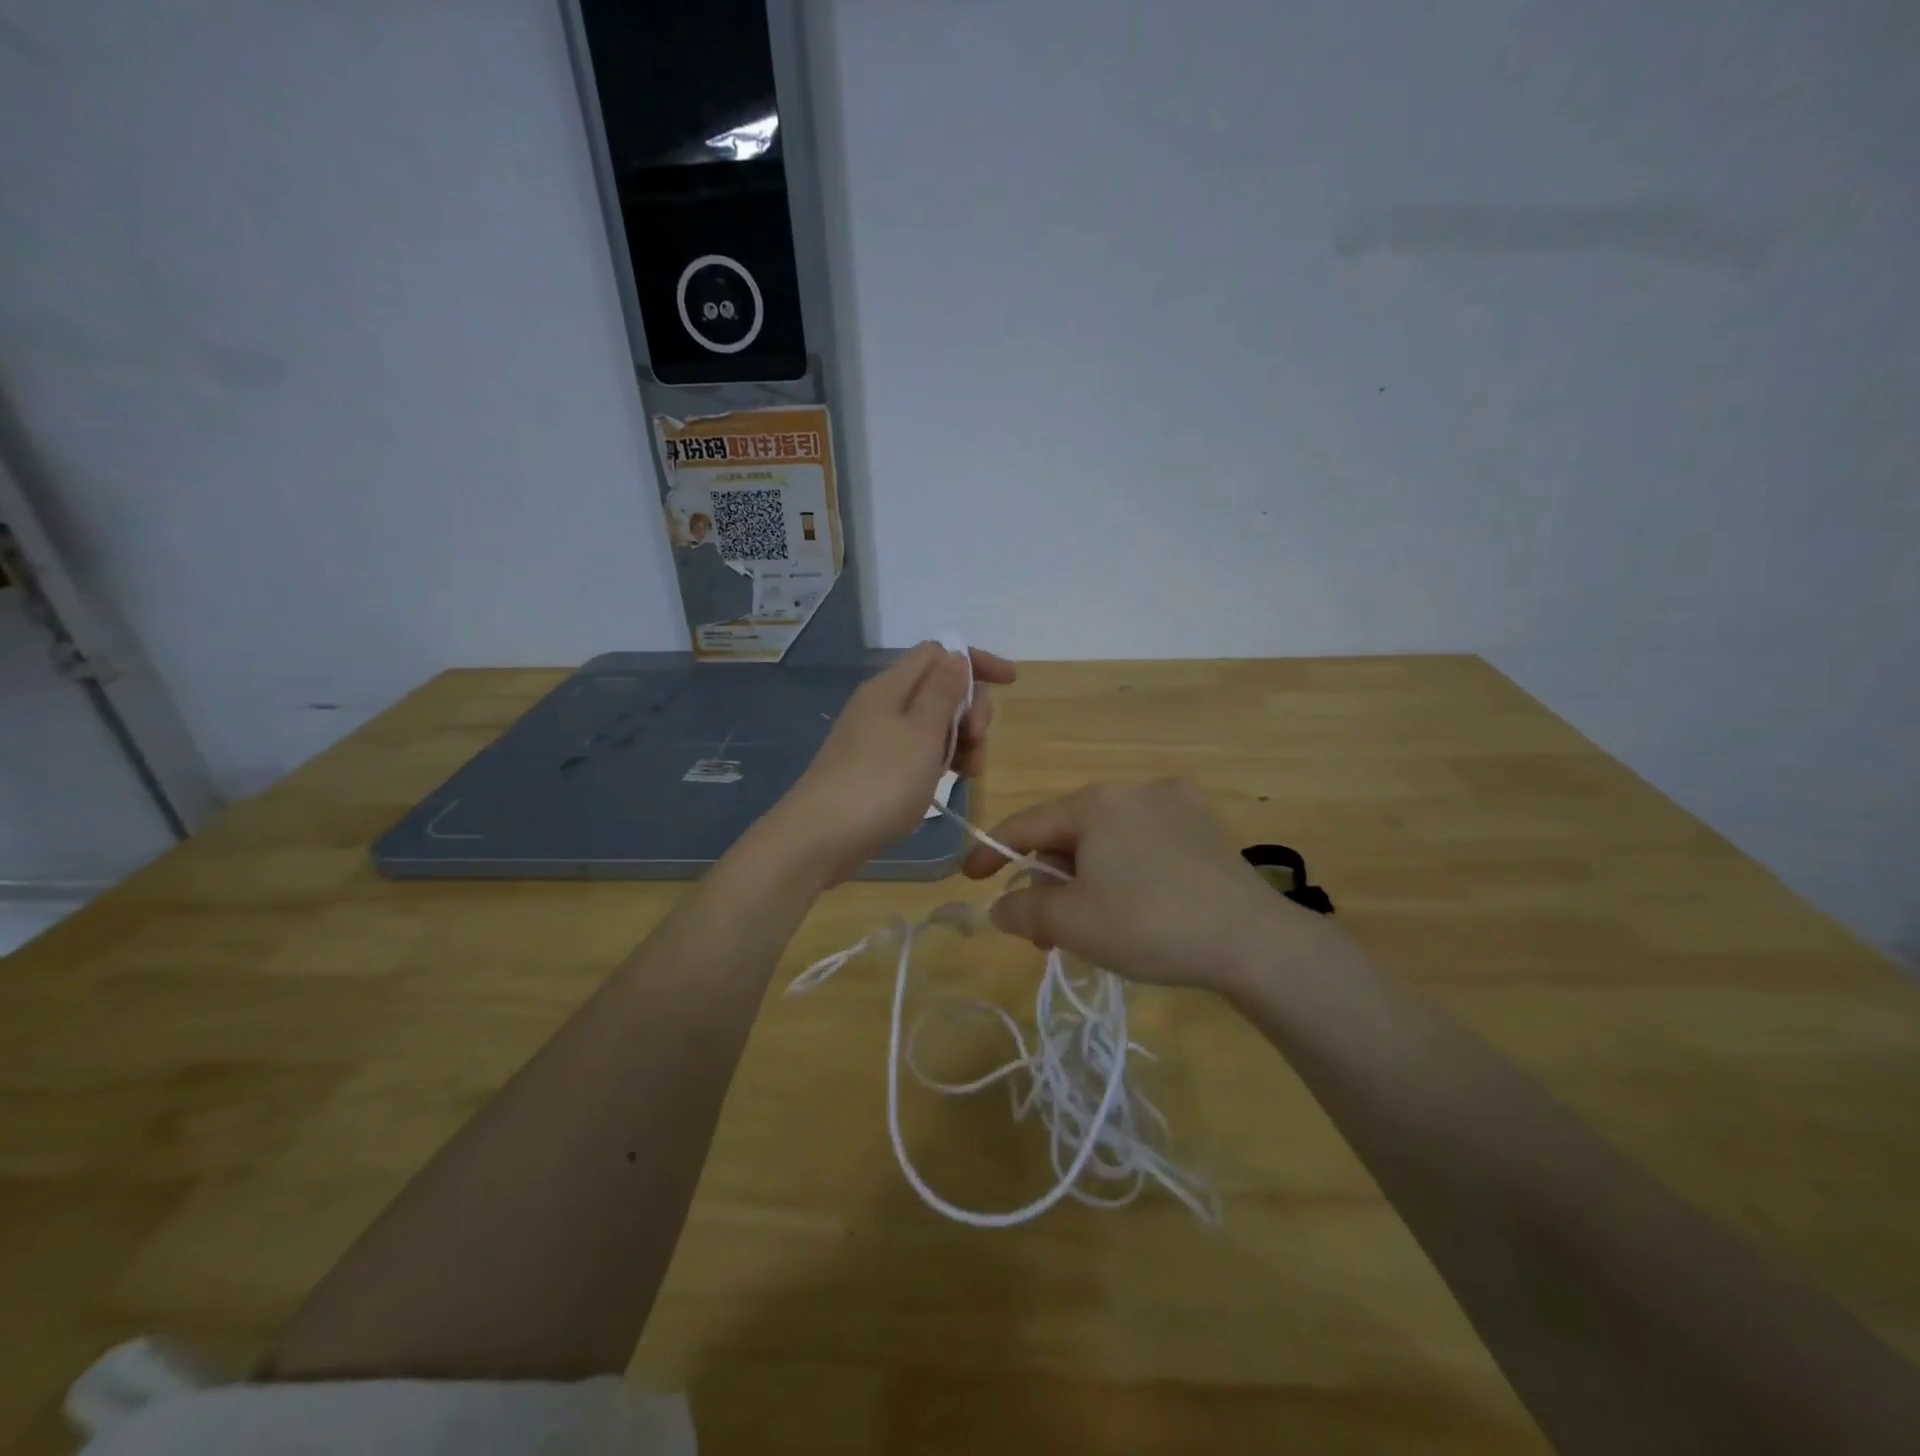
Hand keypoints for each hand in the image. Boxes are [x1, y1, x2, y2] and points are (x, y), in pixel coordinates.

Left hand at [767, 641, 1015, 882]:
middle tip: (978, 743)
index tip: (1010, 683)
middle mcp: (883, 704)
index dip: (975, 662)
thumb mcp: (921, 733)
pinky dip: (941, 759)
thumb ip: (943, 691)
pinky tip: (949, 782)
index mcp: (891, 686)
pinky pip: (919, 750)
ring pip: (933, 723)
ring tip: (969, 773)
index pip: (939, 652)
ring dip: (961, 740)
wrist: (820, 838)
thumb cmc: (879, 782)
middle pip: (940, 688)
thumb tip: (956, 655)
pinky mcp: (876, 767)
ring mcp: (878, 737)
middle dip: (971, 709)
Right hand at [962, 779, 1337, 994]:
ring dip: (1086, 877)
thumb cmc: (1149, 924)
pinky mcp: (1204, 825)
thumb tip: (1001, 906)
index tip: (970, 879)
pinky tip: (1136, 900)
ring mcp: (1174, 802)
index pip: (1026, 824)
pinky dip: (1125, 867)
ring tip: (1090, 924)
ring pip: (1107, 838)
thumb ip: (1023, 909)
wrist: (1251, 941)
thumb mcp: (1072, 923)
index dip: (991, 852)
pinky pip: (1144, 841)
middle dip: (1049, 879)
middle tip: (1046, 930)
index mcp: (1094, 803)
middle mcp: (1131, 789)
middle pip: (1068, 833)